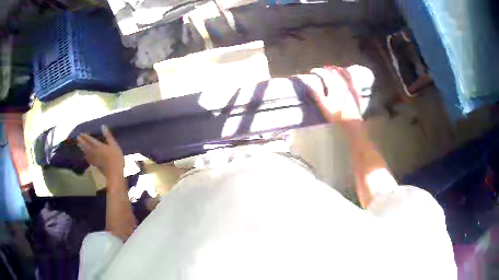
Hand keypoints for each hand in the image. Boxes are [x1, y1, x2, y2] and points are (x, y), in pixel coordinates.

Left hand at [77, 125, 124, 177]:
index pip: (90, 139)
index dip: (85, 136)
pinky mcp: (95, 164)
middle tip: (77, 137)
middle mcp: (94, 151)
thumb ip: (108, 136)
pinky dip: (86, 155)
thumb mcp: (114, 145)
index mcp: (99, 146)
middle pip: (86, 145)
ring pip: (86, 152)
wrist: (114, 173)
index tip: (81, 133)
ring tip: (78, 144)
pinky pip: (88, 158)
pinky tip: (85, 155)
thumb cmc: (115, 158)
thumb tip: (103, 126)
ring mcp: (94, 159)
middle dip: (81, 141)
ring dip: (82, 148)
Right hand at [306, 66, 362, 123]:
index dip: (317, 71)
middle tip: (321, 69)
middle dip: (326, 69)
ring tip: (332, 68)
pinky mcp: (355, 90)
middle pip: (334, 71)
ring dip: (336, 68)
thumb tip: (308, 85)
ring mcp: (350, 85)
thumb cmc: (336, 115)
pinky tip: (346, 72)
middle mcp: (342, 83)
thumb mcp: (324, 106)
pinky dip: (347, 72)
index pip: (324, 74)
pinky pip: (351, 77)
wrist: (352, 122)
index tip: (312, 71)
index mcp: (334, 85)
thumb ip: (316, 94)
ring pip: (343, 72)